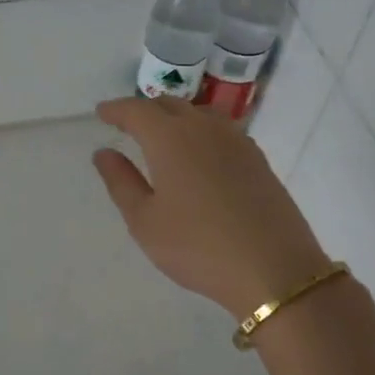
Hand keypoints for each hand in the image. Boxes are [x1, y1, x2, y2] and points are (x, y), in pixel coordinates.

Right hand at [92, 97, 332, 318]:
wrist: (273, 268)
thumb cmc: (196, 246)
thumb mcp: (145, 221)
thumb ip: (121, 182)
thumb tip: (104, 153)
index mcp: (170, 138)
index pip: (137, 111)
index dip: (116, 110)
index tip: (101, 112)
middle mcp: (204, 128)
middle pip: (170, 105)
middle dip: (145, 110)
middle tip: (127, 124)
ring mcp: (237, 141)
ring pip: (199, 114)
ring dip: (175, 117)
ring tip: (162, 136)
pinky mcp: (258, 159)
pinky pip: (220, 131)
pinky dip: (200, 132)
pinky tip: (198, 154)